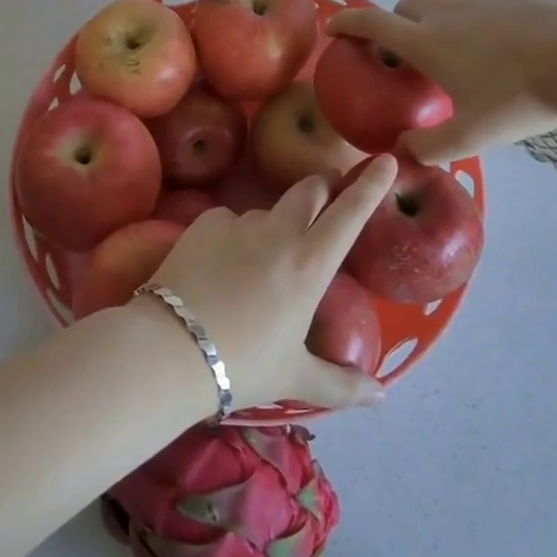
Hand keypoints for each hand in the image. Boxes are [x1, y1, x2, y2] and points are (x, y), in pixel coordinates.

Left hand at [135, 154, 399, 412]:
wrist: (169, 349)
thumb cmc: (242, 365)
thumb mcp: (295, 378)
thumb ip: (341, 385)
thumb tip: (381, 397)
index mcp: (310, 266)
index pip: (350, 213)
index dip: (371, 185)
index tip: (386, 160)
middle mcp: (279, 234)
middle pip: (309, 189)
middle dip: (323, 185)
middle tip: (326, 194)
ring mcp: (238, 223)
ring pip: (267, 211)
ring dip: (274, 223)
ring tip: (258, 261)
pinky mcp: (204, 222)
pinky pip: (228, 220)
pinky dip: (233, 234)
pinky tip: (219, 264)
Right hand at [326, 0, 556, 162]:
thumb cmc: (519, 98)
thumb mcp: (472, 136)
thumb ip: (430, 147)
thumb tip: (401, 153)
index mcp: (425, 42)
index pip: (371, 23)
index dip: (346, 22)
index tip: (333, 27)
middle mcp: (441, 9)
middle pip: (401, 5)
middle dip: (393, 23)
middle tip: (406, 50)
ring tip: (432, 15)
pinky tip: (471, 7)